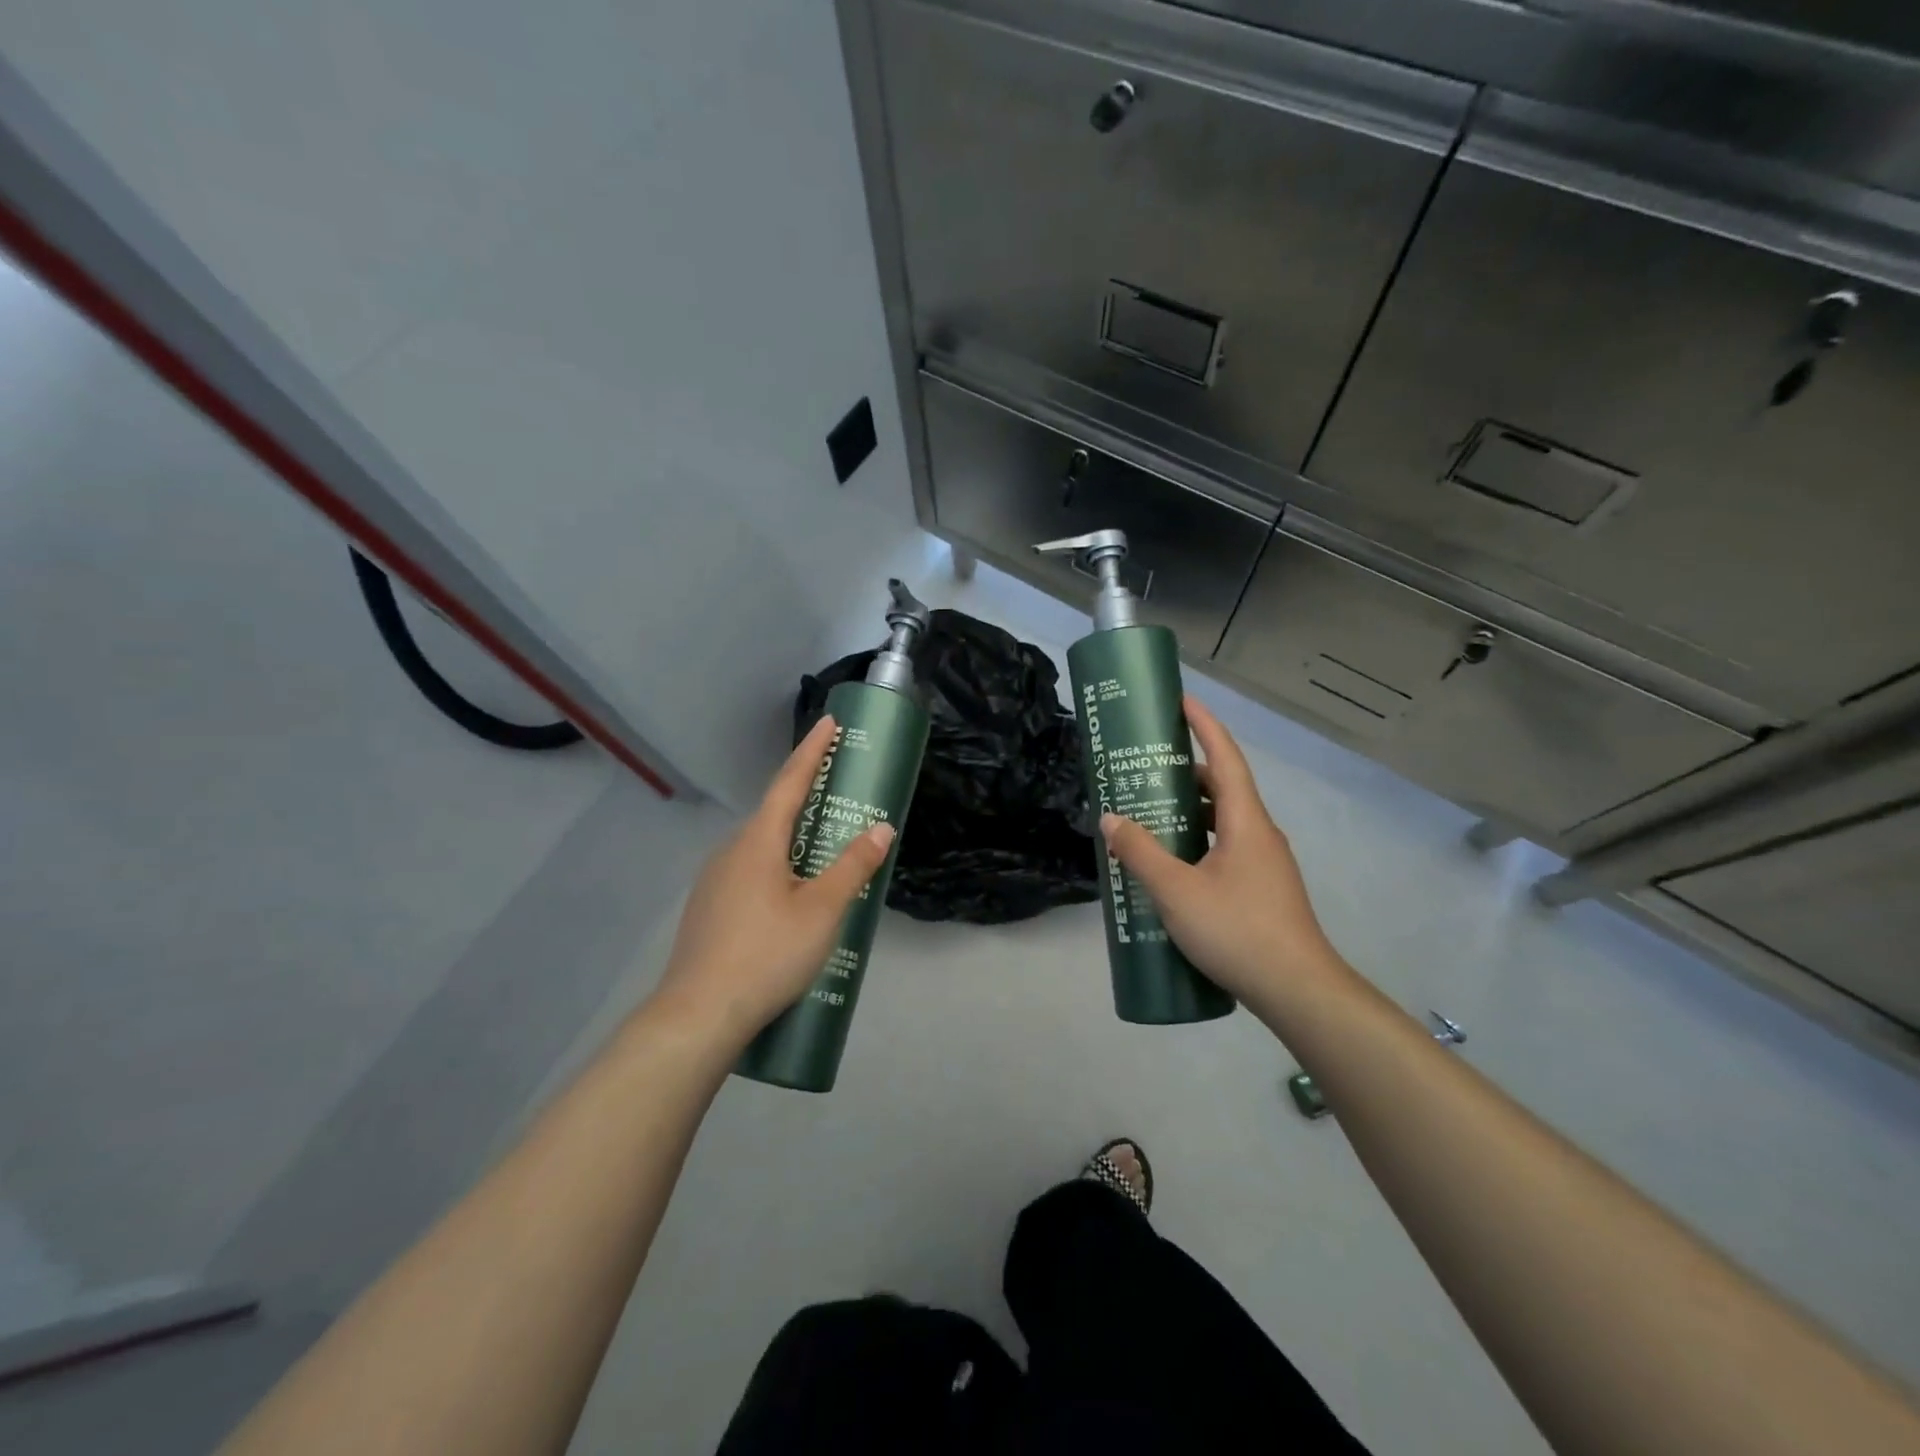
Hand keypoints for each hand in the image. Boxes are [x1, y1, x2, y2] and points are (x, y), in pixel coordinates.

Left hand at [647, 716, 894, 1047]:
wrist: (698, 1015)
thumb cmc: (767, 954)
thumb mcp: (822, 911)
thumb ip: (853, 866)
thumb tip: (882, 829)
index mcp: (758, 841)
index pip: (790, 782)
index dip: (812, 751)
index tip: (828, 722)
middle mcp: (731, 850)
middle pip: (775, 813)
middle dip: (807, 797)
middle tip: (839, 794)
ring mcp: (714, 880)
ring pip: (761, 847)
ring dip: (792, 839)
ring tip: (823, 854)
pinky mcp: (709, 908)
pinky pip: (750, 872)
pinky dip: (777, 868)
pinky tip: (790, 899)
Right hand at [1100, 696, 1347, 1012]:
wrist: (1298, 991)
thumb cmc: (1238, 930)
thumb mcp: (1176, 891)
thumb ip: (1140, 852)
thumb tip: (1112, 818)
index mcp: (1246, 821)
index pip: (1224, 757)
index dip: (1203, 725)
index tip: (1181, 701)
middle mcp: (1260, 833)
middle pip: (1222, 787)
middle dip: (1185, 772)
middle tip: (1145, 769)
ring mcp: (1264, 863)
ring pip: (1224, 821)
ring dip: (1190, 811)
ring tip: (1150, 815)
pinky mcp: (1262, 888)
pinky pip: (1226, 848)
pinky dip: (1198, 841)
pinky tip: (1172, 865)